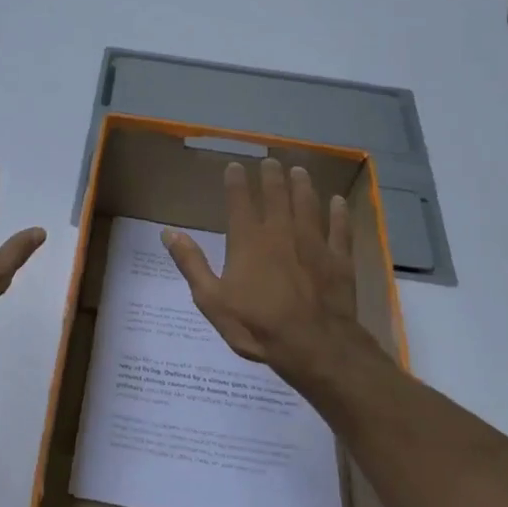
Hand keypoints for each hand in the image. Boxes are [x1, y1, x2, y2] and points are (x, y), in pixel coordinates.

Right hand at [162, 159, 374, 385]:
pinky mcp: (339, 259)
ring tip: (299, 170)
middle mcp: (281, 232)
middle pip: (276, 196)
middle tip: (271, 161)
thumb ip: (191, 263)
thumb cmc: (256, 324)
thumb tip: (168, 232)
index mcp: (248, 241)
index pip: (239, 202)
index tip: (235, 166)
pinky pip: (339, 229)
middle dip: (272, 176)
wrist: (313, 345)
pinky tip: (337, 201)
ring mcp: (314, 243)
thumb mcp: (211, 299)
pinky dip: (338, 213)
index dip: (236, 182)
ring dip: (302, 185)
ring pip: (308, 205)